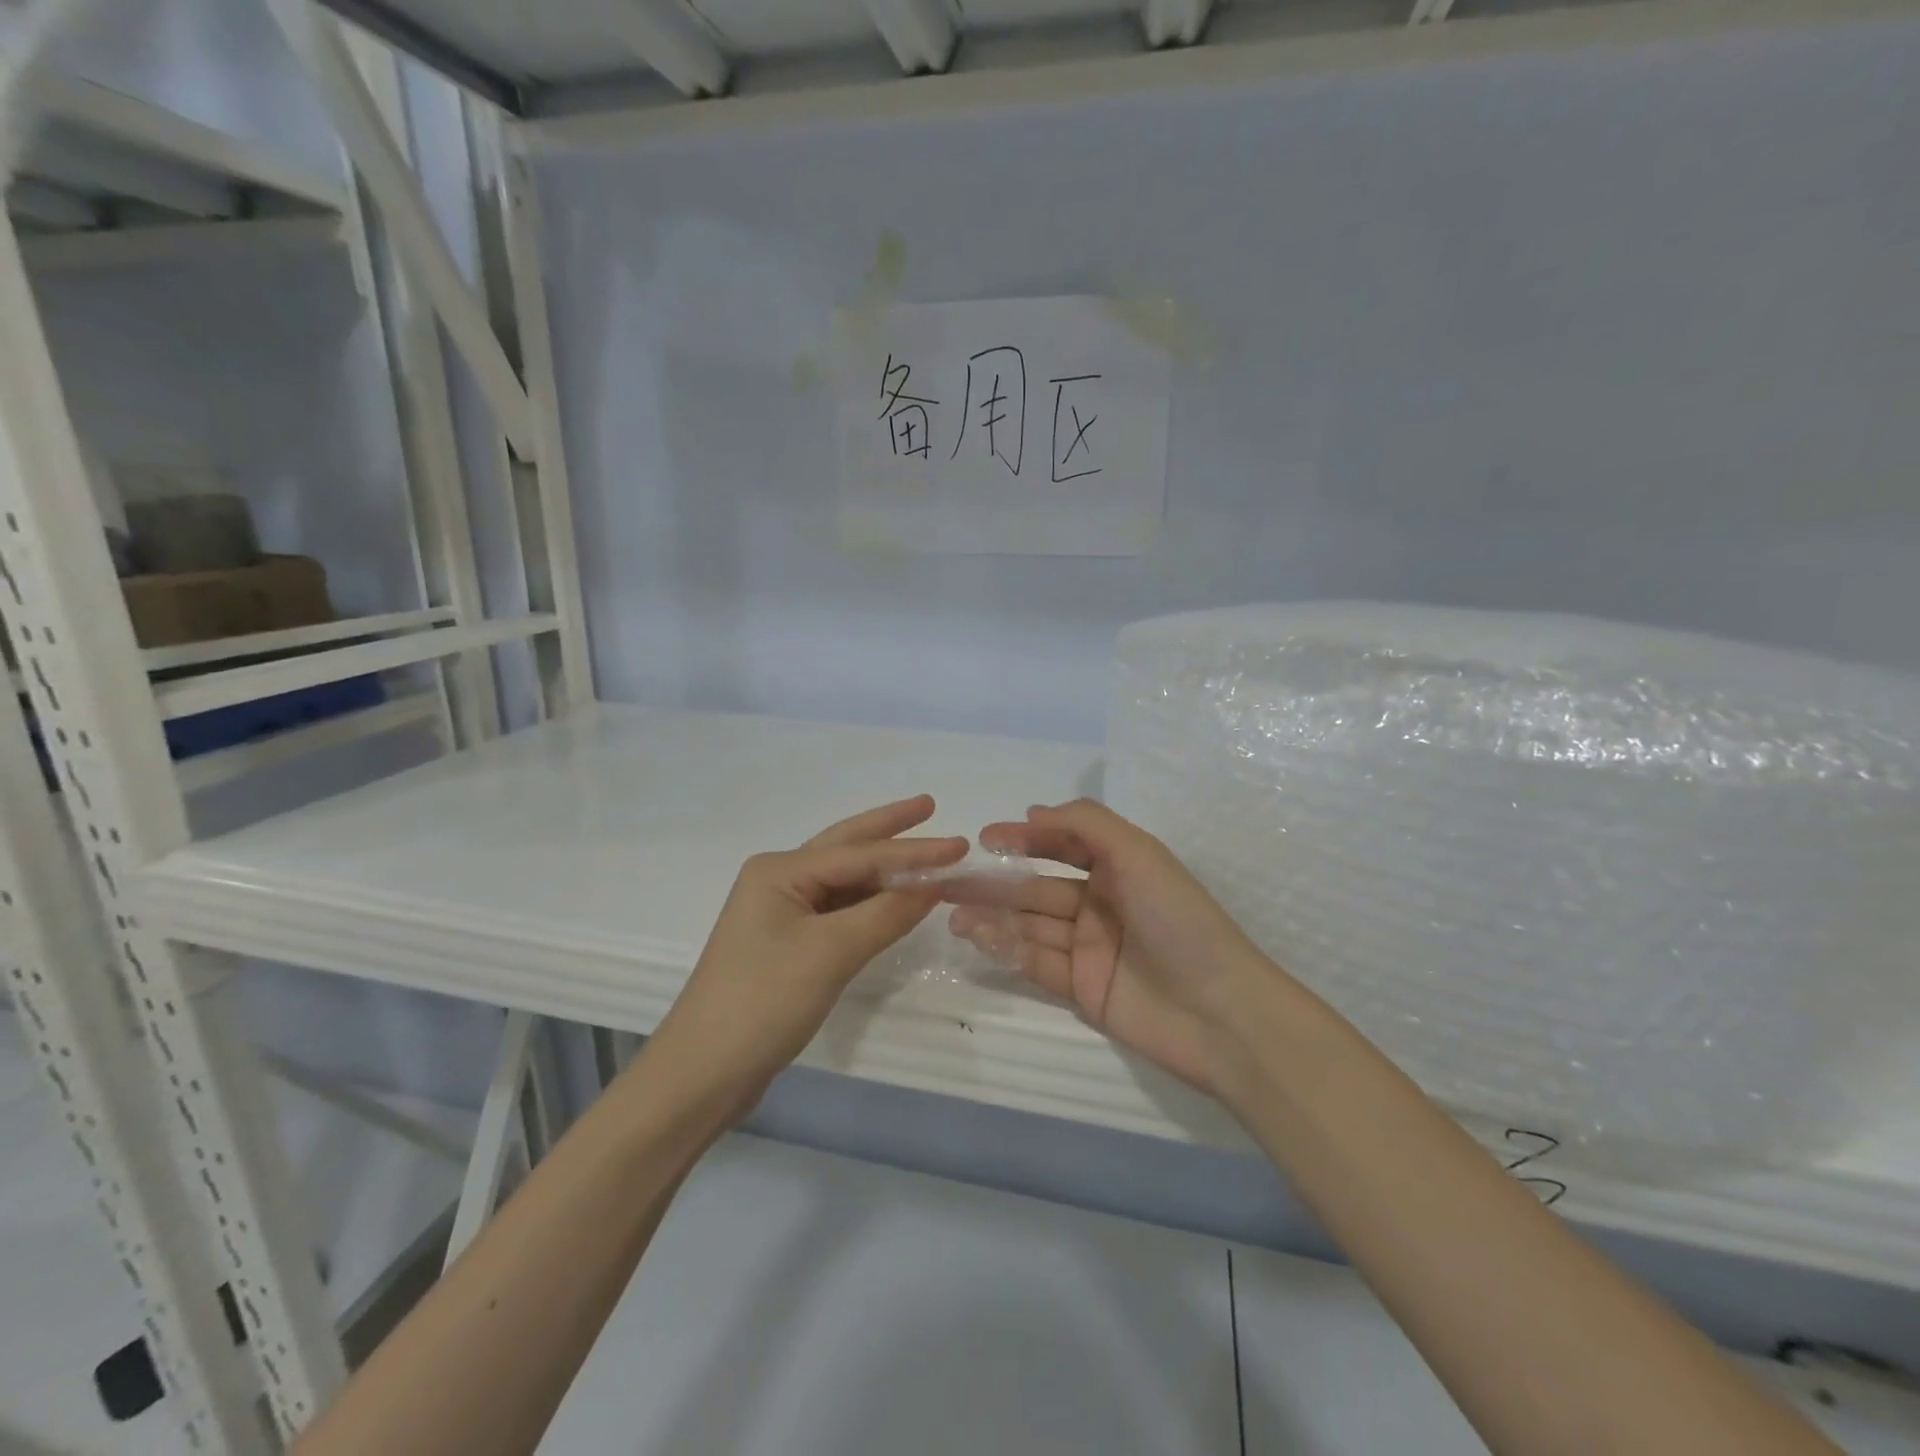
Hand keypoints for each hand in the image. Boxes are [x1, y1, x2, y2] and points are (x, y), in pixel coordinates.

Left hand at [653, 796, 965, 1115]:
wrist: (704, 1073)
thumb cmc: (764, 1002)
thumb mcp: (831, 953)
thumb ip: (886, 914)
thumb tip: (936, 883)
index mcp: (780, 871)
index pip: (860, 854)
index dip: (913, 850)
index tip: (960, 844)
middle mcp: (778, 880)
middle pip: (846, 848)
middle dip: (889, 829)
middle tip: (930, 806)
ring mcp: (779, 913)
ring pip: (843, 881)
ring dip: (883, 869)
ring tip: (924, 853)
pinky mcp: (786, 944)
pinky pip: (838, 910)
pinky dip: (870, 903)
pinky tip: (894, 900)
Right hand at [948, 800, 1270, 1095]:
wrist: (1219, 1012)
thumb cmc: (1178, 920)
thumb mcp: (1138, 854)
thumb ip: (1085, 824)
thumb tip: (1032, 813)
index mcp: (1117, 867)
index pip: (1061, 845)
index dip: (1023, 839)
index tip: (984, 839)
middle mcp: (1100, 903)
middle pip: (1036, 887)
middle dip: (994, 883)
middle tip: (948, 882)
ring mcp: (1089, 947)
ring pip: (1030, 925)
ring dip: (993, 917)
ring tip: (953, 915)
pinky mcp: (1081, 988)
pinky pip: (1037, 961)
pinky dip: (1008, 949)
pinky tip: (980, 939)